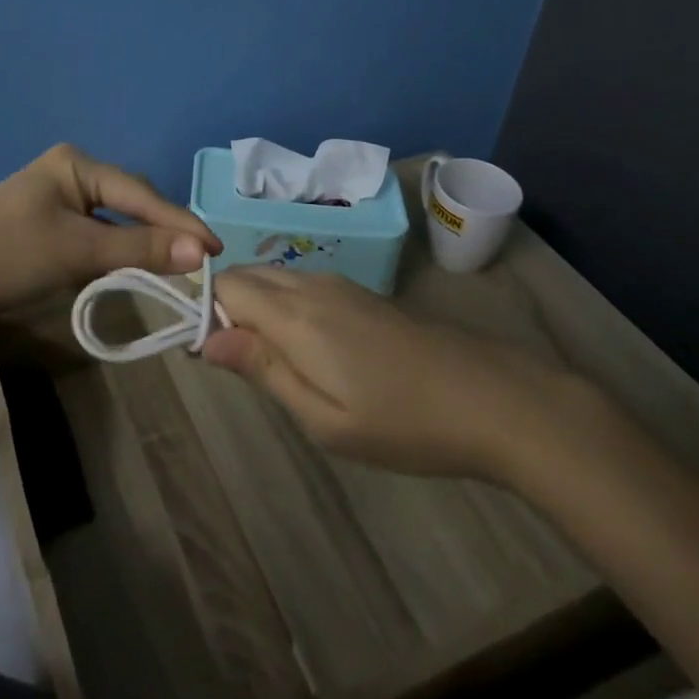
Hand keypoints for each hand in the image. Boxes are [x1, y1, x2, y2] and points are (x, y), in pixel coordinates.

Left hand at [0, 144, 223, 333]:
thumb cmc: (6, 255)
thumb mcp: (77, 250)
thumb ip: (140, 248)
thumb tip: (201, 251)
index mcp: (76, 164)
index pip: (140, 193)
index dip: (180, 223)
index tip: (216, 250)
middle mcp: (69, 173)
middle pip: (130, 202)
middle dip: (164, 230)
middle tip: (199, 260)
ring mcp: (56, 200)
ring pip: (114, 220)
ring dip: (141, 242)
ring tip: (177, 264)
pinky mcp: (46, 227)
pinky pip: (94, 235)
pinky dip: (116, 251)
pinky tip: (132, 266)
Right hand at [204, 266, 587, 481]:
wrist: (492, 397)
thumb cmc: (404, 422)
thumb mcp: (325, 419)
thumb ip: (263, 370)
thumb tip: (206, 339)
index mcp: (296, 315)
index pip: (226, 285)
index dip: (207, 313)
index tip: (212, 357)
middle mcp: (312, 285)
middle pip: (248, 276)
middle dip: (228, 309)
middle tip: (244, 368)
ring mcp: (341, 285)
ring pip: (275, 279)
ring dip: (257, 308)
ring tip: (276, 366)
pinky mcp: (362, 293)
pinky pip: (303, 286)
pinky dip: (285, 307)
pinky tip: (310, 351)